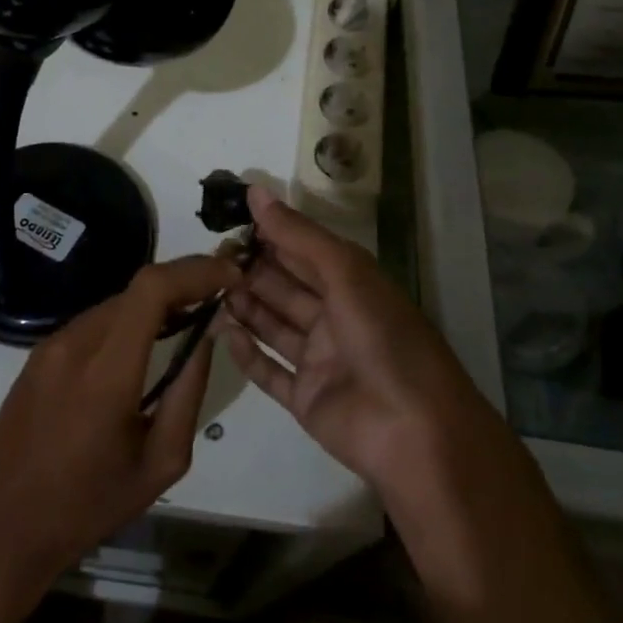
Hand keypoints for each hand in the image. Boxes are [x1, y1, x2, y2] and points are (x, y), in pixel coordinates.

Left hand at [0, 254, 239, 592]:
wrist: (3, 526)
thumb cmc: (88, 505)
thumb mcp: (160, 463)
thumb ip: (188, 392)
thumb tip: (206, 336)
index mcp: (106, 373)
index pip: (152, 289)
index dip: (195, 271)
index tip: (228, 275)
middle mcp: (75, 344)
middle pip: (137, 290)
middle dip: (182, 285)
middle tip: (216, 298)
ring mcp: (50, 345)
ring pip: (116, 303)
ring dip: (154, 304)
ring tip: (185, 323)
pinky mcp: (38, 353)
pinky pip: (93, 322)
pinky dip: (126, 322)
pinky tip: (140, 348)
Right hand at [220, 184, 494, 493]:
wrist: (415, 433)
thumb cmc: (384, 339)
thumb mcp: (345, 273)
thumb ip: (298, 235)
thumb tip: (255, 190)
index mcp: (352, 284)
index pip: (302, 250)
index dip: (268, 235)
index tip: (227, 222)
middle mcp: (335, 316)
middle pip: (284, 287)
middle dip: (249, 271)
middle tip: (208, 260)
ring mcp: (320, 359)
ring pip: (273, 325)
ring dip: (244, 307)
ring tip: (206, 290)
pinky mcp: (306, 398)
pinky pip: (269, 371)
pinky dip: (247, 354)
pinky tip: (222, 334)